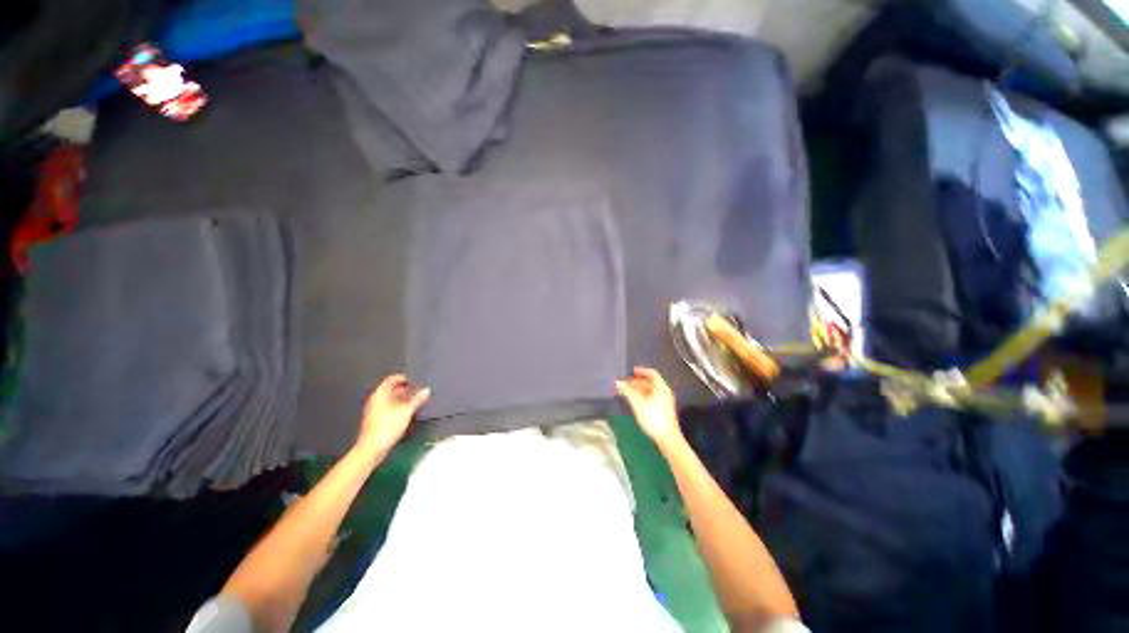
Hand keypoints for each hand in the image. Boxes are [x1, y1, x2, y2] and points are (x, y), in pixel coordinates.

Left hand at [356, 374, 430, 458]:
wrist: (372, 448)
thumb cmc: (387, 427)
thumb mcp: (406, 411)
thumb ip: (417, 399)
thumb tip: (426, 390)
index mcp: (380, 394)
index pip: (392, 379)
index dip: (405, 378)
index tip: (416, 380)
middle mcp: (375, 400)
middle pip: (392, 389)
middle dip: (406, 389)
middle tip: (418, 391)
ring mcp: (375, 410)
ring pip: (391, 399)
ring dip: (403, 398)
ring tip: (416, 401)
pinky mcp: (376, 419)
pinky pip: (389, 407)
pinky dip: (399, 406)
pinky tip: (408, 412)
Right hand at [615, 367, 683, 449]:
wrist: (667, 438)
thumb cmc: (653, 417)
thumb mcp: (638, 403)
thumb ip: (627, 391)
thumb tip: (617, 382)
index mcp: (660, 387)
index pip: (652, 373)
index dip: (641, 371)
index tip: (631, 371)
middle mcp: (663, 392)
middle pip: (650, 382)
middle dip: (636, 382)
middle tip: (625, 384)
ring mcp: (664, 402)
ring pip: (650, 391)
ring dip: (638, 390)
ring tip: (626, 392)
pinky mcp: (662, 410)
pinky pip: (651, 398)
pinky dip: (642, 396)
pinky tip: (634, 402)